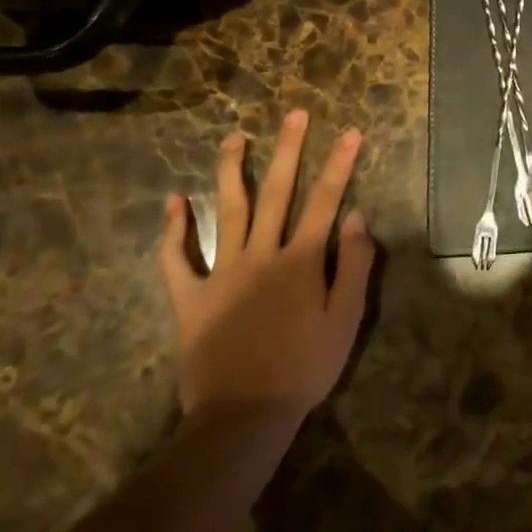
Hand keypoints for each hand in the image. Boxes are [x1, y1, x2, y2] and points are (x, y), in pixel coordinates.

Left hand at [157, 109, 374, 427]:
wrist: (243, 417)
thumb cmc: (304, 369)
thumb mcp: (345, 320)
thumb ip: (354, 265)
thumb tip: (357, 217)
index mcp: (301, 260)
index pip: (326, 201)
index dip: (340, 164)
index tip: (351, 132)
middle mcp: (262, 255)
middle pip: (277, 192)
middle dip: (289, 149)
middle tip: (295, 114)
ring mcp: (222, 273)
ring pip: (228, 211)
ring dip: (232, 170)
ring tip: (234, 136)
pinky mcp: (190, 298)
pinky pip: (176, 260)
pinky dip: (173, 230)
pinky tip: (173, 201)